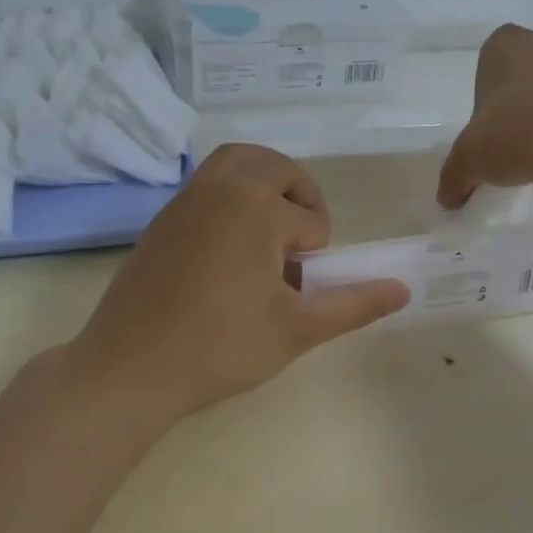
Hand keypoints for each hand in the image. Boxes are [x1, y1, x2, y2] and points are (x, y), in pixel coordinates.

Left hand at [66, 144, 409, 423]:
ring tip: (272, 230)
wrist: (129, 369)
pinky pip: (206, 185)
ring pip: (235, 163)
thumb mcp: (297, 329)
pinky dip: (231, 195)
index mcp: (256, 207)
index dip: (317, 254)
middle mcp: (219, 189)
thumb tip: (404, 289)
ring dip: (264, 183)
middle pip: (274, 167)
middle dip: (299, 195)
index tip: (299, 288)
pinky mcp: (161, 220)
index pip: (309, 219)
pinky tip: (231, 248)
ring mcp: (184, 201)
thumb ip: (353, 304)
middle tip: (303, 238)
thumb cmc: (220, 347)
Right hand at [438, 25, 532, 207]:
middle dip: (526, 94)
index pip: (490, 63)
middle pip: (529, 66)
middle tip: (523, 136)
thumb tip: (447, 200)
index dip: (490, 96)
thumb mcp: (472, 162)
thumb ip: (454, 177)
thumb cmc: (520, 137)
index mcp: (504, 46)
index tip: (494, 128)